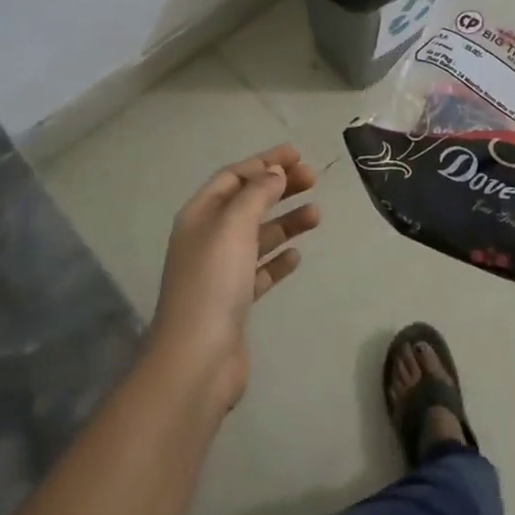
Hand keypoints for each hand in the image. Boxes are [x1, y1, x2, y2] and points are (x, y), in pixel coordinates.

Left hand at [151, 143, 318, 411]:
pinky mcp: (234, 302)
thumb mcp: (234, 226)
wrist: (198, 358)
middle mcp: (207, 239)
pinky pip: (260, 271)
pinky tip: (297, 256)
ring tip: (317, 215)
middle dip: (279, 188)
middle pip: (247, 203)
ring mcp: (220, 272)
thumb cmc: (214, 282)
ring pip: (257, 236)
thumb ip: (256, 194)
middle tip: (313, 179)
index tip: (298, 155)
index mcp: (199, 216)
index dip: (264, 163)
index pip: (233, 177)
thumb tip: (274, 172)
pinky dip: (278, 259)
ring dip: (286, 222)